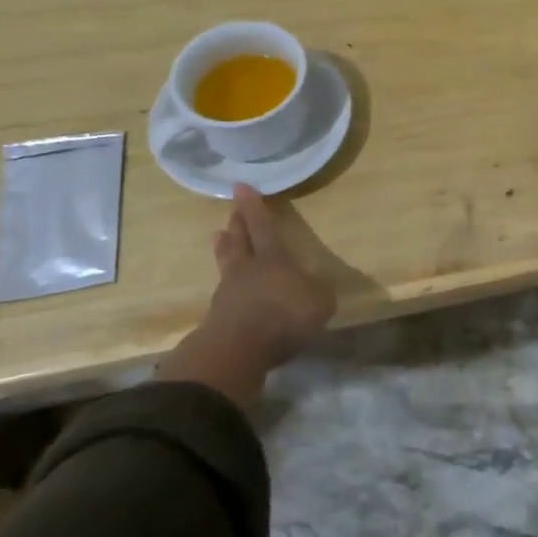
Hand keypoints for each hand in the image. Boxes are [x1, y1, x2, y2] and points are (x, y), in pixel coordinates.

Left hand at [155, 183, 336, 408]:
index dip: (255, 207)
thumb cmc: (284, 316)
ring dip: (224, 249)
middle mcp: (248, 270)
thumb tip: (317, 284)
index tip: (241, 186)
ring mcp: (228, 293)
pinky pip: (223, 292)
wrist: (238, 350)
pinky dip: (226, 285)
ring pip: (227, 263)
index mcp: (274, 259)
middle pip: (240, 241)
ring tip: (218, 237)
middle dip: (237, 224)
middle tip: (231, 211)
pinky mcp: (218, 318)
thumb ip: (319, 290)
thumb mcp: (319, 302)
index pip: (264, 227)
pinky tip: (226, 287)